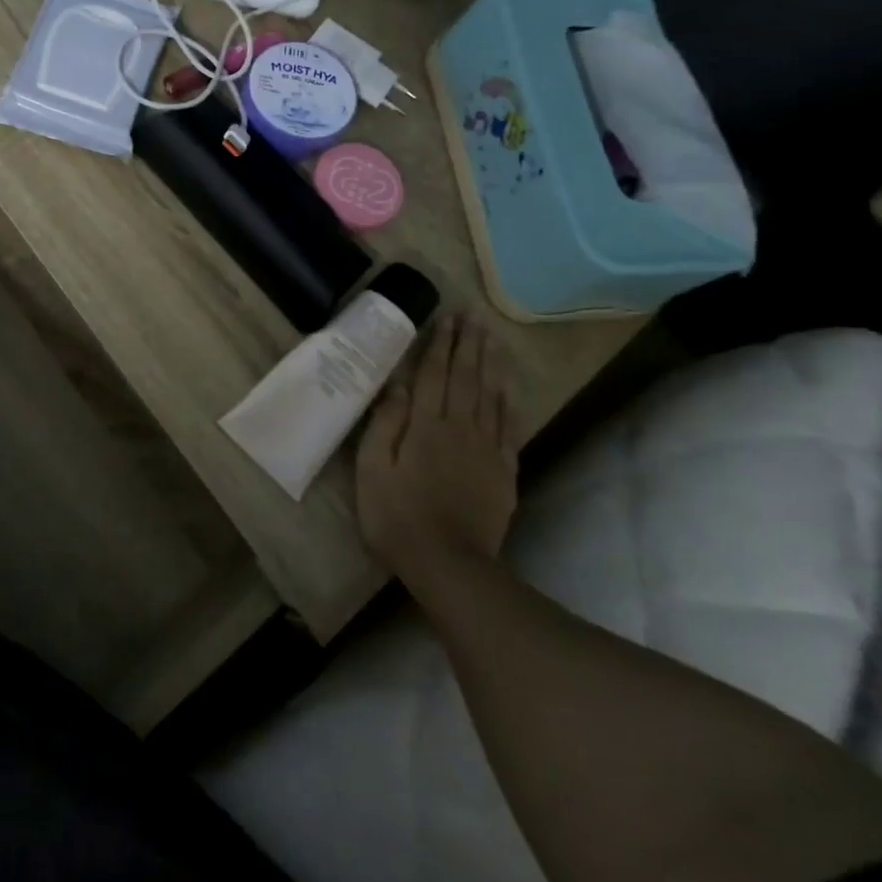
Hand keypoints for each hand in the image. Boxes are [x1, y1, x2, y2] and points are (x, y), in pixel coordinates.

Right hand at [356, 315, 522, 584]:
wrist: (449, 565)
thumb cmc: (397, 515)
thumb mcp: (372, 469)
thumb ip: (385, 423)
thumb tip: (397, 386)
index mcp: (426, 425)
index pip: (435, 374)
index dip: (440, 344)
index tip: (447, 318)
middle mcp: (460, 428)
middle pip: (466, 378)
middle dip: (469, 344)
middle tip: (474, 316)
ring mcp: (486, 450)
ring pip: (490, 397)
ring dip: (491, 365)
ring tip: (493, 338)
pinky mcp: (503, 473)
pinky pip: (508, 429)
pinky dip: (509, 404)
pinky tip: (509, 389)